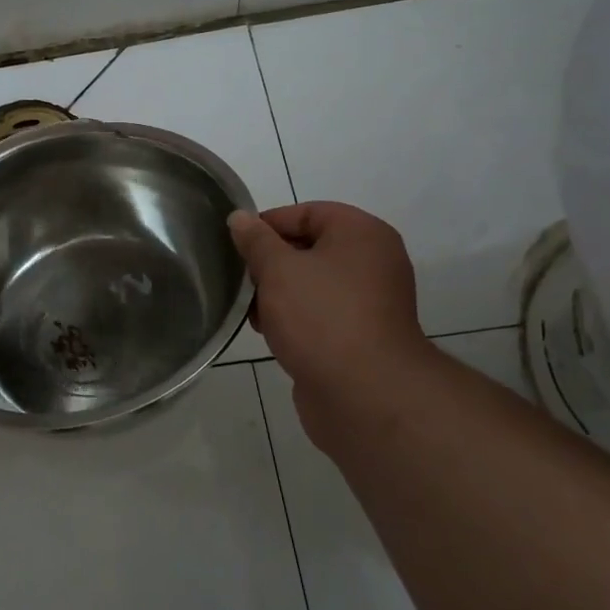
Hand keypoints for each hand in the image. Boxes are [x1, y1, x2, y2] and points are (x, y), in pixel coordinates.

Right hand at [229, 203, 426, 444]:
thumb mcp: (278, 270)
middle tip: (242, 281)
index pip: (306, 213)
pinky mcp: (361, 336)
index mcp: (361, 234)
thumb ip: (256, 240)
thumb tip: (240, 217)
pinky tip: (271, 334)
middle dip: (270, 264)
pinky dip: (295, 319)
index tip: (236, 246)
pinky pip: (320, 314)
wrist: (366, 396)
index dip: (267, 226)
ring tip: (252, 312)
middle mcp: (373, 262)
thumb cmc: (322, 317)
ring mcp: (370, 302)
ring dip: (278, 294)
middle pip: (309, 248)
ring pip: (312, 284)